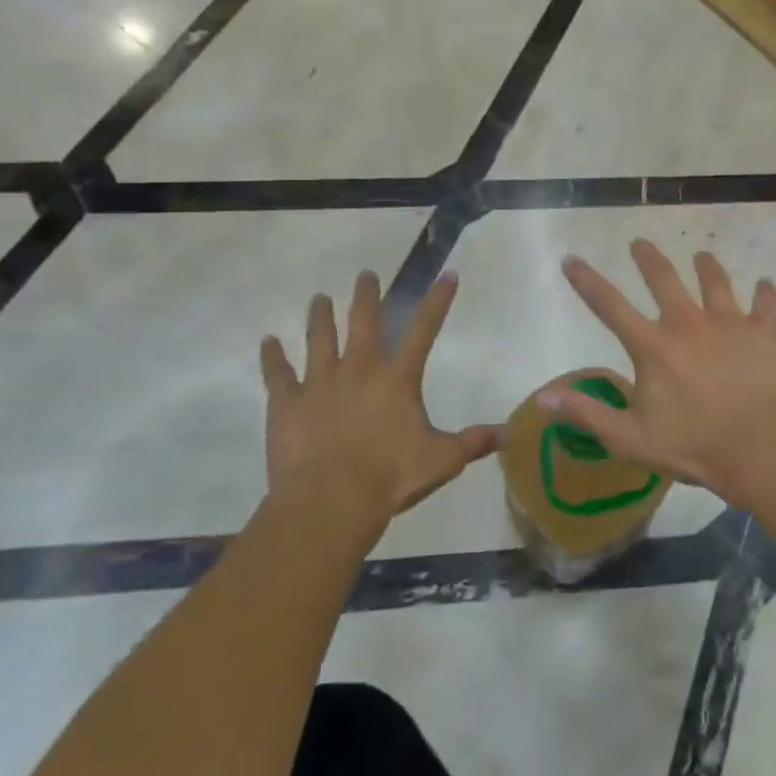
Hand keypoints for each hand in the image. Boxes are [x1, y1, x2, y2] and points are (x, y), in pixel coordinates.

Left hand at [258, 270, 495, 535]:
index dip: (438, 301)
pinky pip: (277, 374)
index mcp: (397, 379)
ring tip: (319, 299)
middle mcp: (359, 370)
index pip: (424, 330)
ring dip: (320, 317)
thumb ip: (473, 443)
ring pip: (319, 339)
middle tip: (365, 274)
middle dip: (366, 296)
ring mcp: (320, 383)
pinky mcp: (287, 403)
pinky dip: (272, 357)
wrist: (330, 501)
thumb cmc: (390, 478)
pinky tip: (267, 342)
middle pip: (363, 322)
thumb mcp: (442, 461)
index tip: (446, 274)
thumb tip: (508, 433)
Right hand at [541, 241, 775, 506]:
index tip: (571, 259)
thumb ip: (587, 413)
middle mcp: (688, 323)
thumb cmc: (694, 446)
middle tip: (639, 243)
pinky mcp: (765, 332)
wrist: (763, 448)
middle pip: (664, 279)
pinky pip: (766, 303)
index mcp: (653, 346)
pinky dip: (765, 293)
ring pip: (715, 282)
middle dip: (648, 258)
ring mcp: (730, 323)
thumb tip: (544, 396)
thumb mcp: (631, 438)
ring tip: (702, 255)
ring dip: (707, 266)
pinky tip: (766, 284)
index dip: (587, 281)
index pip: (610, 306)